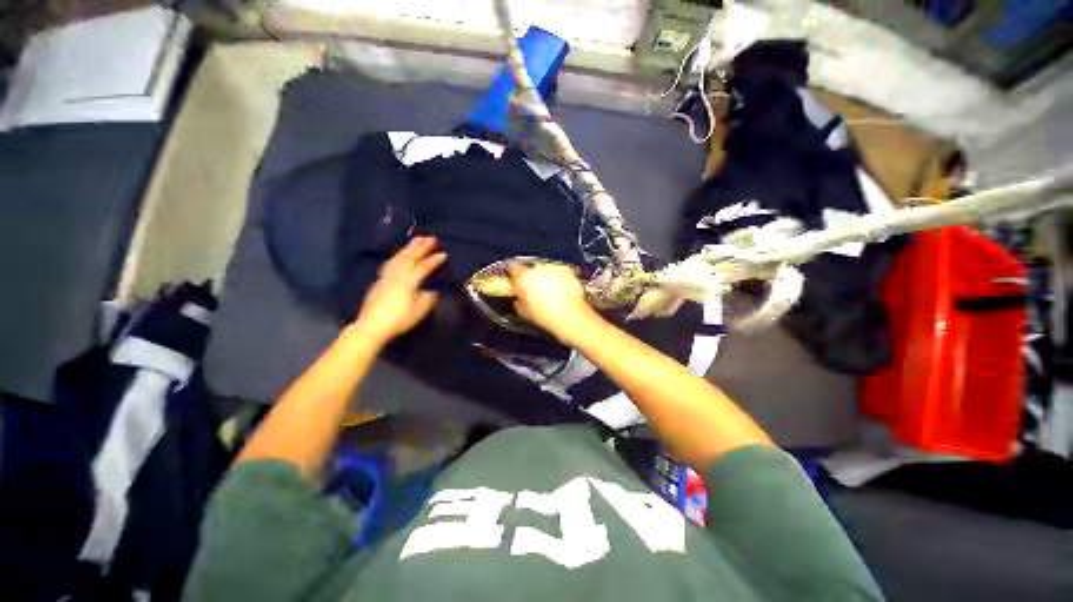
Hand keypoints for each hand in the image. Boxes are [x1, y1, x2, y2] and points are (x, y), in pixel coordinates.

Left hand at [352, 236, 445, 345]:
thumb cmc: (398, 319)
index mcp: (409, 281)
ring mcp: (387, 276)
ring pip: (399, 258)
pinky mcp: (380, 280)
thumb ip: (428, 299)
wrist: (372, 326)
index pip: (424, 267)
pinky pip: (391, 263)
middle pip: (410, 257)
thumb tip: (434, 291)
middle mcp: (397, 275)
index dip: (434, 260)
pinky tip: (398, 255)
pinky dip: (397, 256)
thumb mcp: (419, 311)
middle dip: (421, 247)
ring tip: (416, 240)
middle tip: (431, 237)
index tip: (444, 254)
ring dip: (408, 248)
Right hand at [508, 262, 597, 343]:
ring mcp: (554, 269)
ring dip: (546, 278)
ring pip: (546, 270)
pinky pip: (559, 273)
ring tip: (550, 293)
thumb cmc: (547, 316)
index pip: (513, 267)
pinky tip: (561, 292)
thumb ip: (519, 299)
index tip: (515, 279)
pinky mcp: (567, 271)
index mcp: (524, 277)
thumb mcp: (525, 311)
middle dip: (532, 278)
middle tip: (534, 292)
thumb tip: (519, 298)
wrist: (570, 317)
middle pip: (531, 269)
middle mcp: (538, 269)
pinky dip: (559, 279)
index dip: (514, 274)